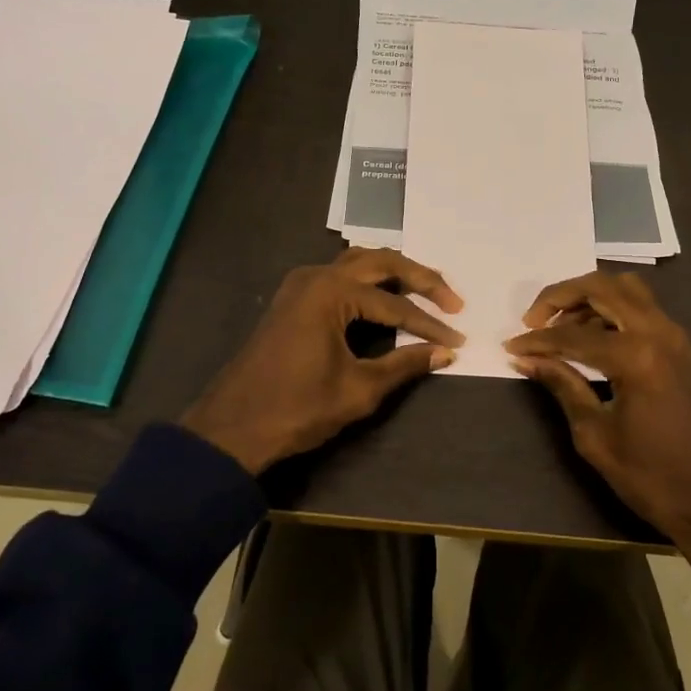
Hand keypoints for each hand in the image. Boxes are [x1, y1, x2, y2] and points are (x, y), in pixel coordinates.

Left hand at [181, 248, 464, 473]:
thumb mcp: (359, 390)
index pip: (395, 304)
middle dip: (420, 279)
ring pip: (358, 263)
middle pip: (380, 263)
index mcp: (331, 292)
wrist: (233, 427)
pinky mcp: (293, 299)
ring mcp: (300, 284)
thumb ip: (404, 365)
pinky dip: (368, 281)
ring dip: (394, 274)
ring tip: (426, 291)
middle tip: (453, 299)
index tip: (457, 340)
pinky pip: (339, 276)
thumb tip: (444, 353)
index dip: (430, 325)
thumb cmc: (297, 408)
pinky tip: (385, 296)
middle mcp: (316, 276)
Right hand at [505, 271, 690, 595]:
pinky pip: (641, 309)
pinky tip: (589, 338)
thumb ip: (562, 385)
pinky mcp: (681, 348)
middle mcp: (659, 333)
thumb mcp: (595, 434)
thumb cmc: (651, 476)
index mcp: (636, 356)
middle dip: (561, 295)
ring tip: (559, 328)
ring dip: (588, 297)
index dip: (536, 340)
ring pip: (626, 289)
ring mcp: (675, 337)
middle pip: (602, 287)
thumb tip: (525, 359)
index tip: (510, 347)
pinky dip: (610, 310)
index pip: (572, 334)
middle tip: (533, 320)